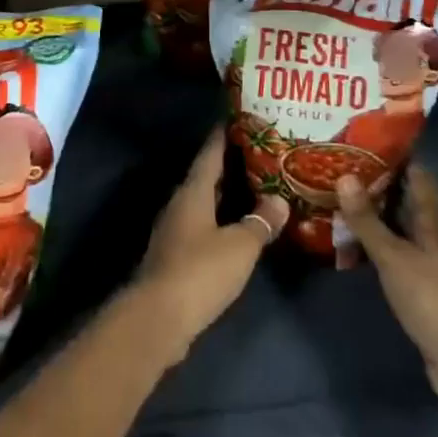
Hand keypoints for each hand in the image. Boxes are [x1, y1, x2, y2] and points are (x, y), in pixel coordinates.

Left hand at [130, 127, 287, 360]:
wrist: (158, 318)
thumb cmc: (200, 271)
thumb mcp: (240, 246)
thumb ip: (260, 222)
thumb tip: (279, 200)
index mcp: (193, 191)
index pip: (209, 153)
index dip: (224, 135)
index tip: (240, 118)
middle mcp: (180, 204)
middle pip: (207, 177)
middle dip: (230, 165)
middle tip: (260, 155)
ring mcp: (175, 230)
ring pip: (204, 203)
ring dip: (227, 196)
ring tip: (256, 190)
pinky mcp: (176, 256)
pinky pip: (203, 227)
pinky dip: (221, 221)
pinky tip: (239, 230)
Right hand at [336, 164, 437, 401]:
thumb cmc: (433, 301)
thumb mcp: (393, 257)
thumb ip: (368, 220)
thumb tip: (344, 174)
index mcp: (434, 226)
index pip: (420, 181)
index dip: (401, 159)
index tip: (372, 141)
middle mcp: (435, 241)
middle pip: (409, 205)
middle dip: (382, 187)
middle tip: (347, 168)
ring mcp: (432, 269)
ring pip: (401, 232)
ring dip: (378, 219)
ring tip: (344, 202)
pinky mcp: (424, 294)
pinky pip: (397, 259)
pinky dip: (378, 248)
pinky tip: (357, 248)